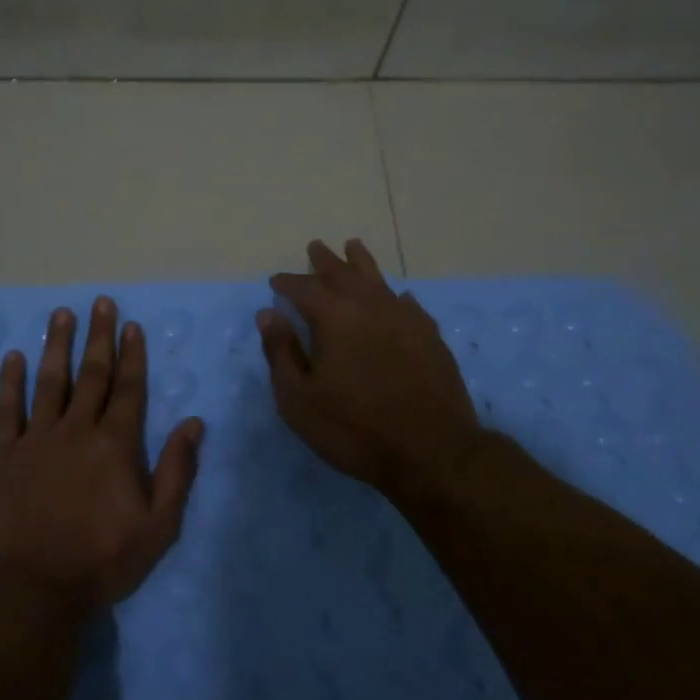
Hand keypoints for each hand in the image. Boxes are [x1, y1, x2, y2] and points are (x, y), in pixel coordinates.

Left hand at [0, 297, 204, 613]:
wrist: (37, 588)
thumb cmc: (104, 559)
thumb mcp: (159, 524)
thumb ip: (177, 470)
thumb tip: (194, 422)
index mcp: (115, 444)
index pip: (128, 388)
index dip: (132, 354)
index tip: (131, 325)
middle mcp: (76, 430)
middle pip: (91, 374)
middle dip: (98, 336)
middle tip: (101, 303)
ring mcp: (36, 439)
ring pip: (49, 381)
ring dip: (56, 345)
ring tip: (61, 314)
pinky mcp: (4, 455)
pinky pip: (7, 410)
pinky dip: (9, 382)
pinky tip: (13, 357)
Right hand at [258, 239, 487, 503]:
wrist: (432, 452)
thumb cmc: (354, 429)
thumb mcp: (299, 399)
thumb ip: (282, 352)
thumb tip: (268, 314)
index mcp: (335, 318)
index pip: (304, 289)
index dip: (288, 283)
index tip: (276, 281)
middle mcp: (370, 307)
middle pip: (344, 274)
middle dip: (326, 261)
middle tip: (315, 247)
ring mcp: (405, 319)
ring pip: (378, 281)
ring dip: (362, 263)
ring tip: (354, 246)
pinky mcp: (430, 337)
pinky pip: (408, 304)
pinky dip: (395, 295)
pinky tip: (397, 296)